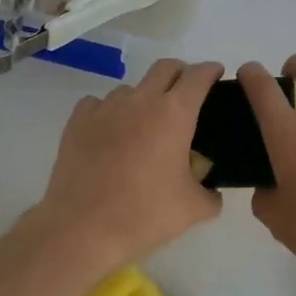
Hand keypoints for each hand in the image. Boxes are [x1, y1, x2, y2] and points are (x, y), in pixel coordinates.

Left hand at [36, 59, 224, 272]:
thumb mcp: (194, 209)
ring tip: (146, 125)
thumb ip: (211, 194)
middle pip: (166, 67)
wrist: (83, 228)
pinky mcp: (78, 121)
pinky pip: (99, 103)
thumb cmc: (145, 215)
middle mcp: (141, 100)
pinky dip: (111, 112)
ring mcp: (106, 107)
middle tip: (187, 95)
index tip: (216, 75)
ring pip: (131, 88)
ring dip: (144, 98)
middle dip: (181, 74)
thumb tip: (212, 190)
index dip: (211, 71)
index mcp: (175, 114)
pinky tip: (112, 133)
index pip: (199, 75)